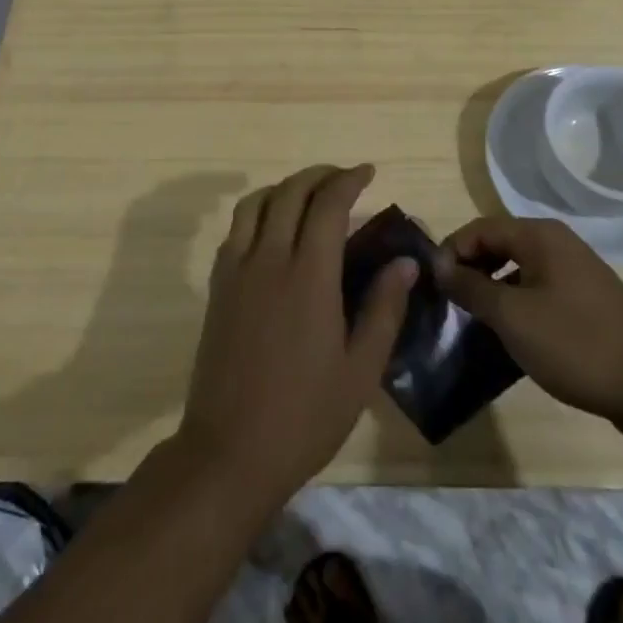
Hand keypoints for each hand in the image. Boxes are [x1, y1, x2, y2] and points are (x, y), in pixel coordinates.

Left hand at [177, 164, 416, 512]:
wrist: (229, 450)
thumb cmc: (305, 415)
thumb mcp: (360, 370)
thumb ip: (384, 308)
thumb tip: (405, 262)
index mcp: (309, 275)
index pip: (329, 204)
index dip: (348, 180)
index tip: (367, 173)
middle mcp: (269, 258)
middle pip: (291, 192)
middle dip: (319, 176)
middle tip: (344, 179)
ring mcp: (237, 268)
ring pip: (257, 202)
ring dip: (285, 187)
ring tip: (308, 196)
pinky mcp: (217, 284)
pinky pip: (236, 228)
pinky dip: (258, 211)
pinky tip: (274, 229)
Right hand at [434, 215, 622, 441]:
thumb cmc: (576, 344)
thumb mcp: (512, 317)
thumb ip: (471, 287)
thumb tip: (439, 265)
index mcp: (540, 236)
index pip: (480, 228)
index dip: (451, 251)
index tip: (434, 285)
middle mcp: (558, 243)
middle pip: (499, 244)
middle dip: (471, 269)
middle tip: (450, 303)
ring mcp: (576, 272)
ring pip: (519, 269)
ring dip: (492, 289)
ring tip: (474, 321)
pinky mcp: (587, 301)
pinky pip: (539, 289)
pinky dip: (517, 304)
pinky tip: (510, 336)